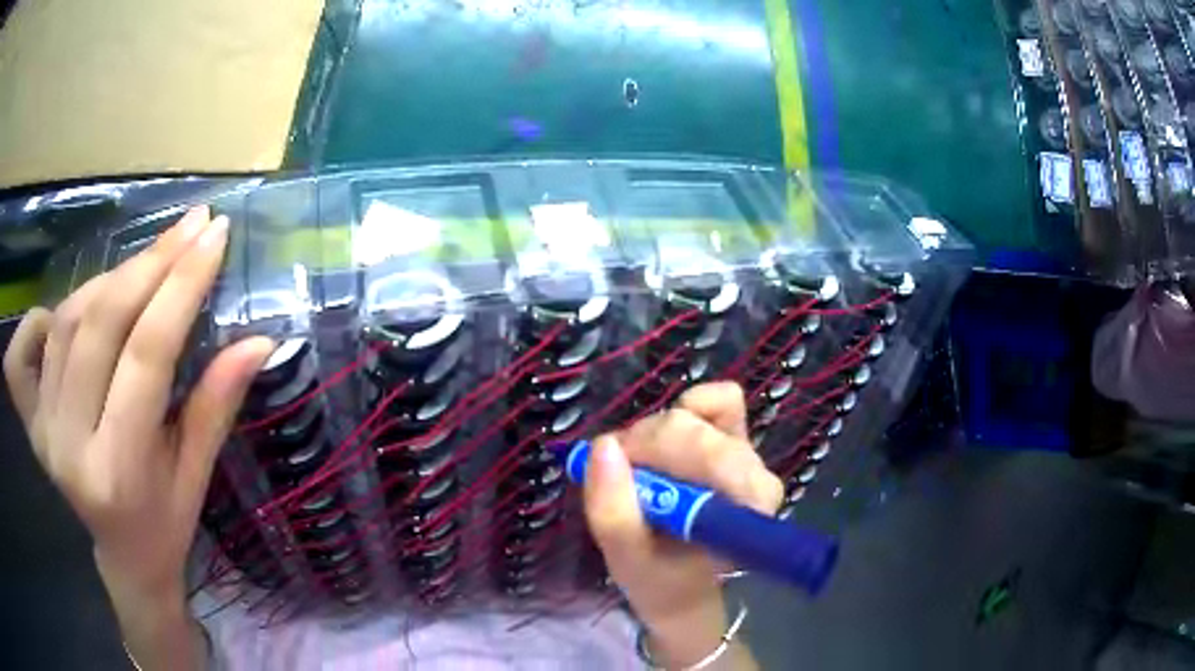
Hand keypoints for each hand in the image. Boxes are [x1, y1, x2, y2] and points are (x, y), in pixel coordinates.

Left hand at [3, 206, 271, 603]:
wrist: (124, 556)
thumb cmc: (167, 521)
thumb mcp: (198, 473)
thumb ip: (218, 403)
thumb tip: (261, 340)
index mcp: (119, 471)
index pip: (147, 355)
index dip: (181, 286)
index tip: (214, 234)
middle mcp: (69, 446)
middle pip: (101, 325)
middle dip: (149, 263)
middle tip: (189, 227)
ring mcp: (42, 430)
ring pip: (67, 321)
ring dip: (109, 279)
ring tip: (146, 265)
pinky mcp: (29, 421)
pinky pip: (22, 350)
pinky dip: (43, 316)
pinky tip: (69, 313)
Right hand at [583, 382, 782, 668]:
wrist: (683, 587)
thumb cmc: (659, 579)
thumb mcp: (626, 559)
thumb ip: (613, 512)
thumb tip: (603, 445)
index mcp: (745, 511)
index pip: (714, 455)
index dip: (659, 454)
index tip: (625, 479)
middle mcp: (758, 477)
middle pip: (697, 432)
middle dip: (646, 447)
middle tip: (621, 476)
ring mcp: (749, 454)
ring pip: (697, 415)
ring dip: (653, 437)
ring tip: (637, 470)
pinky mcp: (738, 439)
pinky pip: (720, 400)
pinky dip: (685, 409)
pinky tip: (664, 441)